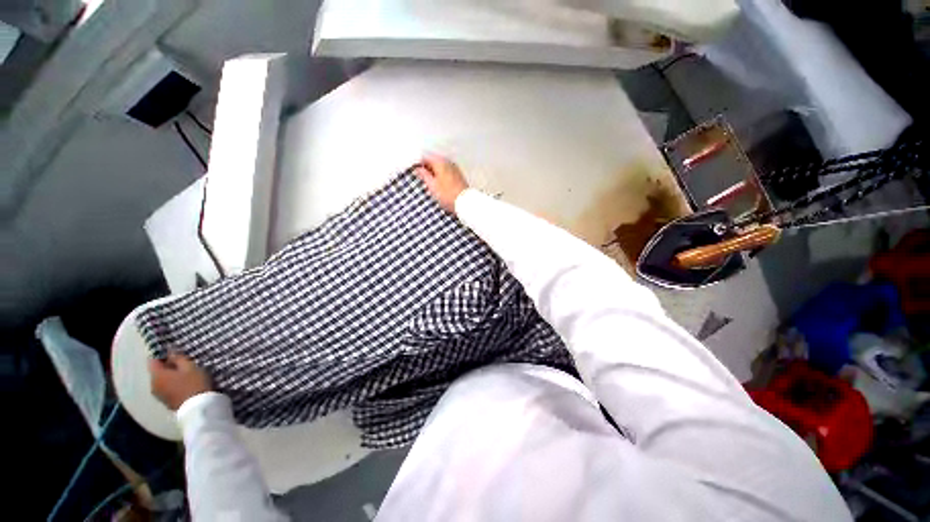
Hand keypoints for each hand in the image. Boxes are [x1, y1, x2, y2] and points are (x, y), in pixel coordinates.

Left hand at [148, 351, 213, 410]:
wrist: (198, 407)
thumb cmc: (194, 383)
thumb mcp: (189, 366)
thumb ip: (178, 358)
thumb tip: (169, 350)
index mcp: (156, 374)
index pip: (152, 360)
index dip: (161, 354)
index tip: (172, 351)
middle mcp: (153, 384)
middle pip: (157, 371)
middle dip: (167, 366)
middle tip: (182, 362)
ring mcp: (158, 395)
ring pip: (161, 380)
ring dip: (170, 376)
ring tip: (184, 373)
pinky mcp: (165, 401)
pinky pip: (165, 388)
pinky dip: (172, 384)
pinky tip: (183, 384)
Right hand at [414, 153, 468, 212]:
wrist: (465, 202)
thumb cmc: (447, 195)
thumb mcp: (432, 186)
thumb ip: (424, 175)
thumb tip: (418, 168)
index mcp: (440, 162)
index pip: (426, 157)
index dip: (419, 163)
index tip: (414, 170)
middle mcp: (448, 162)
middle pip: (434, 160)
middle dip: (427, 167)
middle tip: (421, 177)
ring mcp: (455, 168)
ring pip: (440, 166)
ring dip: (434, 172)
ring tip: (429, 182)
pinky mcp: (458, 175)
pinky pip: (446, 171)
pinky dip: (441, 175)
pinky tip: (439, 184)